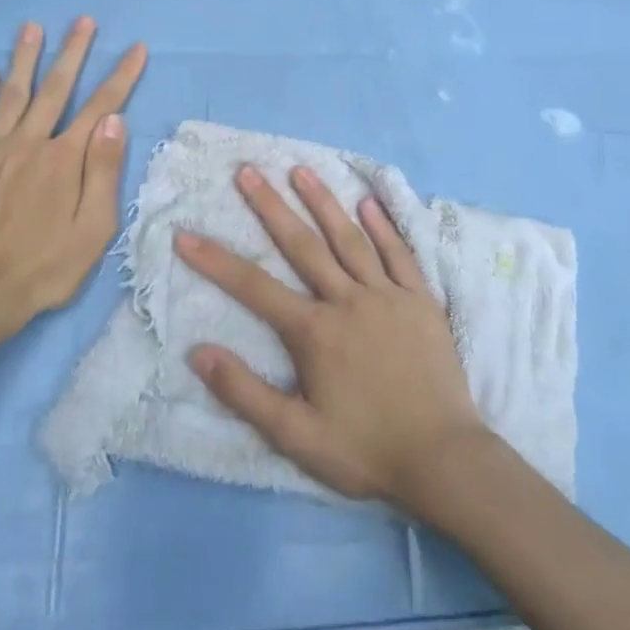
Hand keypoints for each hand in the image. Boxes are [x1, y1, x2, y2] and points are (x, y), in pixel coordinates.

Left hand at [0, 18, 147, 345]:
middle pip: (55, 89)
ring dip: (24, 59)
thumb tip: (115, 120)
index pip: (101, 106)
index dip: (121, 75)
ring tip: (32, 28)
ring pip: (11, 94)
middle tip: (83, 21)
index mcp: (64, 159)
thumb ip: (104, 171)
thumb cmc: (46, 266)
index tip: (136, 48)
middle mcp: (28, 143)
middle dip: (72, 52)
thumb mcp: (94, 228)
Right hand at [177, 165, 488, 514]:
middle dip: (270, 206)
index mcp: (315, 331)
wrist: (443, 459)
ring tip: (301, 169)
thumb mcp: (296, 436)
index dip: (215, 260)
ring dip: (323, 202)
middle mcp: (348, 300)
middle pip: (302, 245)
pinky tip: (369, 202)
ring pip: (349, 239)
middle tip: (248, 171)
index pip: (254, 287)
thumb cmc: (365, 449)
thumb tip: (198, 352)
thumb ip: (245, 393)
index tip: (185, 233)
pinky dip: (384, 227)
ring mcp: (387, 296)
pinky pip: (399, 254)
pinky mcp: (421, 301)